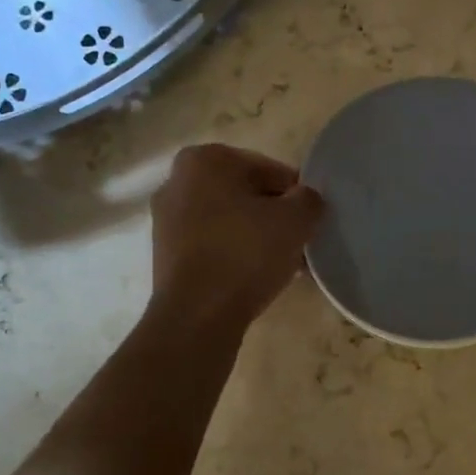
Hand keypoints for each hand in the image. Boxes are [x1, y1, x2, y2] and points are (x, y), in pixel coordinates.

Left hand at [150, 144, 323, 330]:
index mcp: (205, 159)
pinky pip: (212, 245)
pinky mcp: (165, 254)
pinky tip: (256, 278)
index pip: (269, 170)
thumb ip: (309, 199)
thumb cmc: (246, 254)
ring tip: (283, 265)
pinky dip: (235, 255)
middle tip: (299, 244)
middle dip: (274, 216)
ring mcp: (166, 219)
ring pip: (229, 221)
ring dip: (257, 237)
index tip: (310, 222)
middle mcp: (177, 181)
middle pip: (245, 194)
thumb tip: (306, 199)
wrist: (197, 315)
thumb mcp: (296, 220)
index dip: (296, 196)